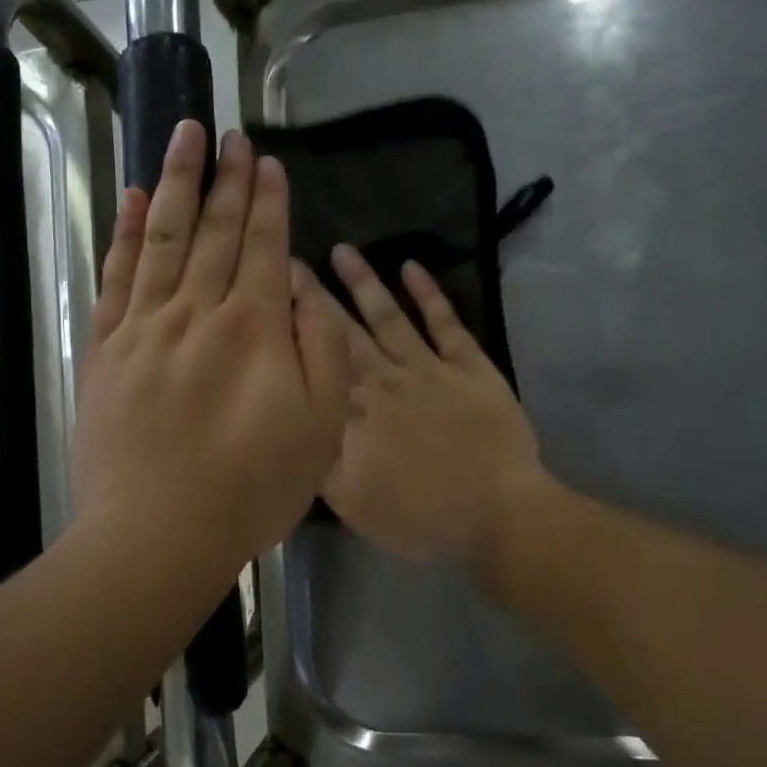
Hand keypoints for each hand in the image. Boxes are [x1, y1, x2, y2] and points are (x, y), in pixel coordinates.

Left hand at [72, 122, 349, 579]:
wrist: (158, 534)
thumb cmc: (252, 489)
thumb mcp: (321, 428)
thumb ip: (324, 350)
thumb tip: (307, 289)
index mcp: (255, 328)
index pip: (264, 246)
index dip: (267, 201)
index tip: (266, 161)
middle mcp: (198, 311)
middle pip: (214, 230)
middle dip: (226, 179)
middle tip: (230, 135)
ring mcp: (144, 327)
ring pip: (161, 237)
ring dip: (174, 183)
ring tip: (182, 136)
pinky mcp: (105, 351)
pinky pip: (115, 277)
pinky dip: (121, 233)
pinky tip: (128, 199)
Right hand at [321, 245, 544, 565]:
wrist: (497, 514)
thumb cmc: (422, 517)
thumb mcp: (353, 504)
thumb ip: (318, 460)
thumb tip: (294, 422)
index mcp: (354, 414)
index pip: (315, 362)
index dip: (291, 328)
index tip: (268, 294)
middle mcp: (385, 381)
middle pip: (344, 332)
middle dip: (315, 296)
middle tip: (290, 259)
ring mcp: (429, 369)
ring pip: (389, 317)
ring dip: (365, 282)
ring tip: (342, 249)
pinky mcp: (470, 367)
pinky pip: (446, 323)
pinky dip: (429, 293)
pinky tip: (412, 266)